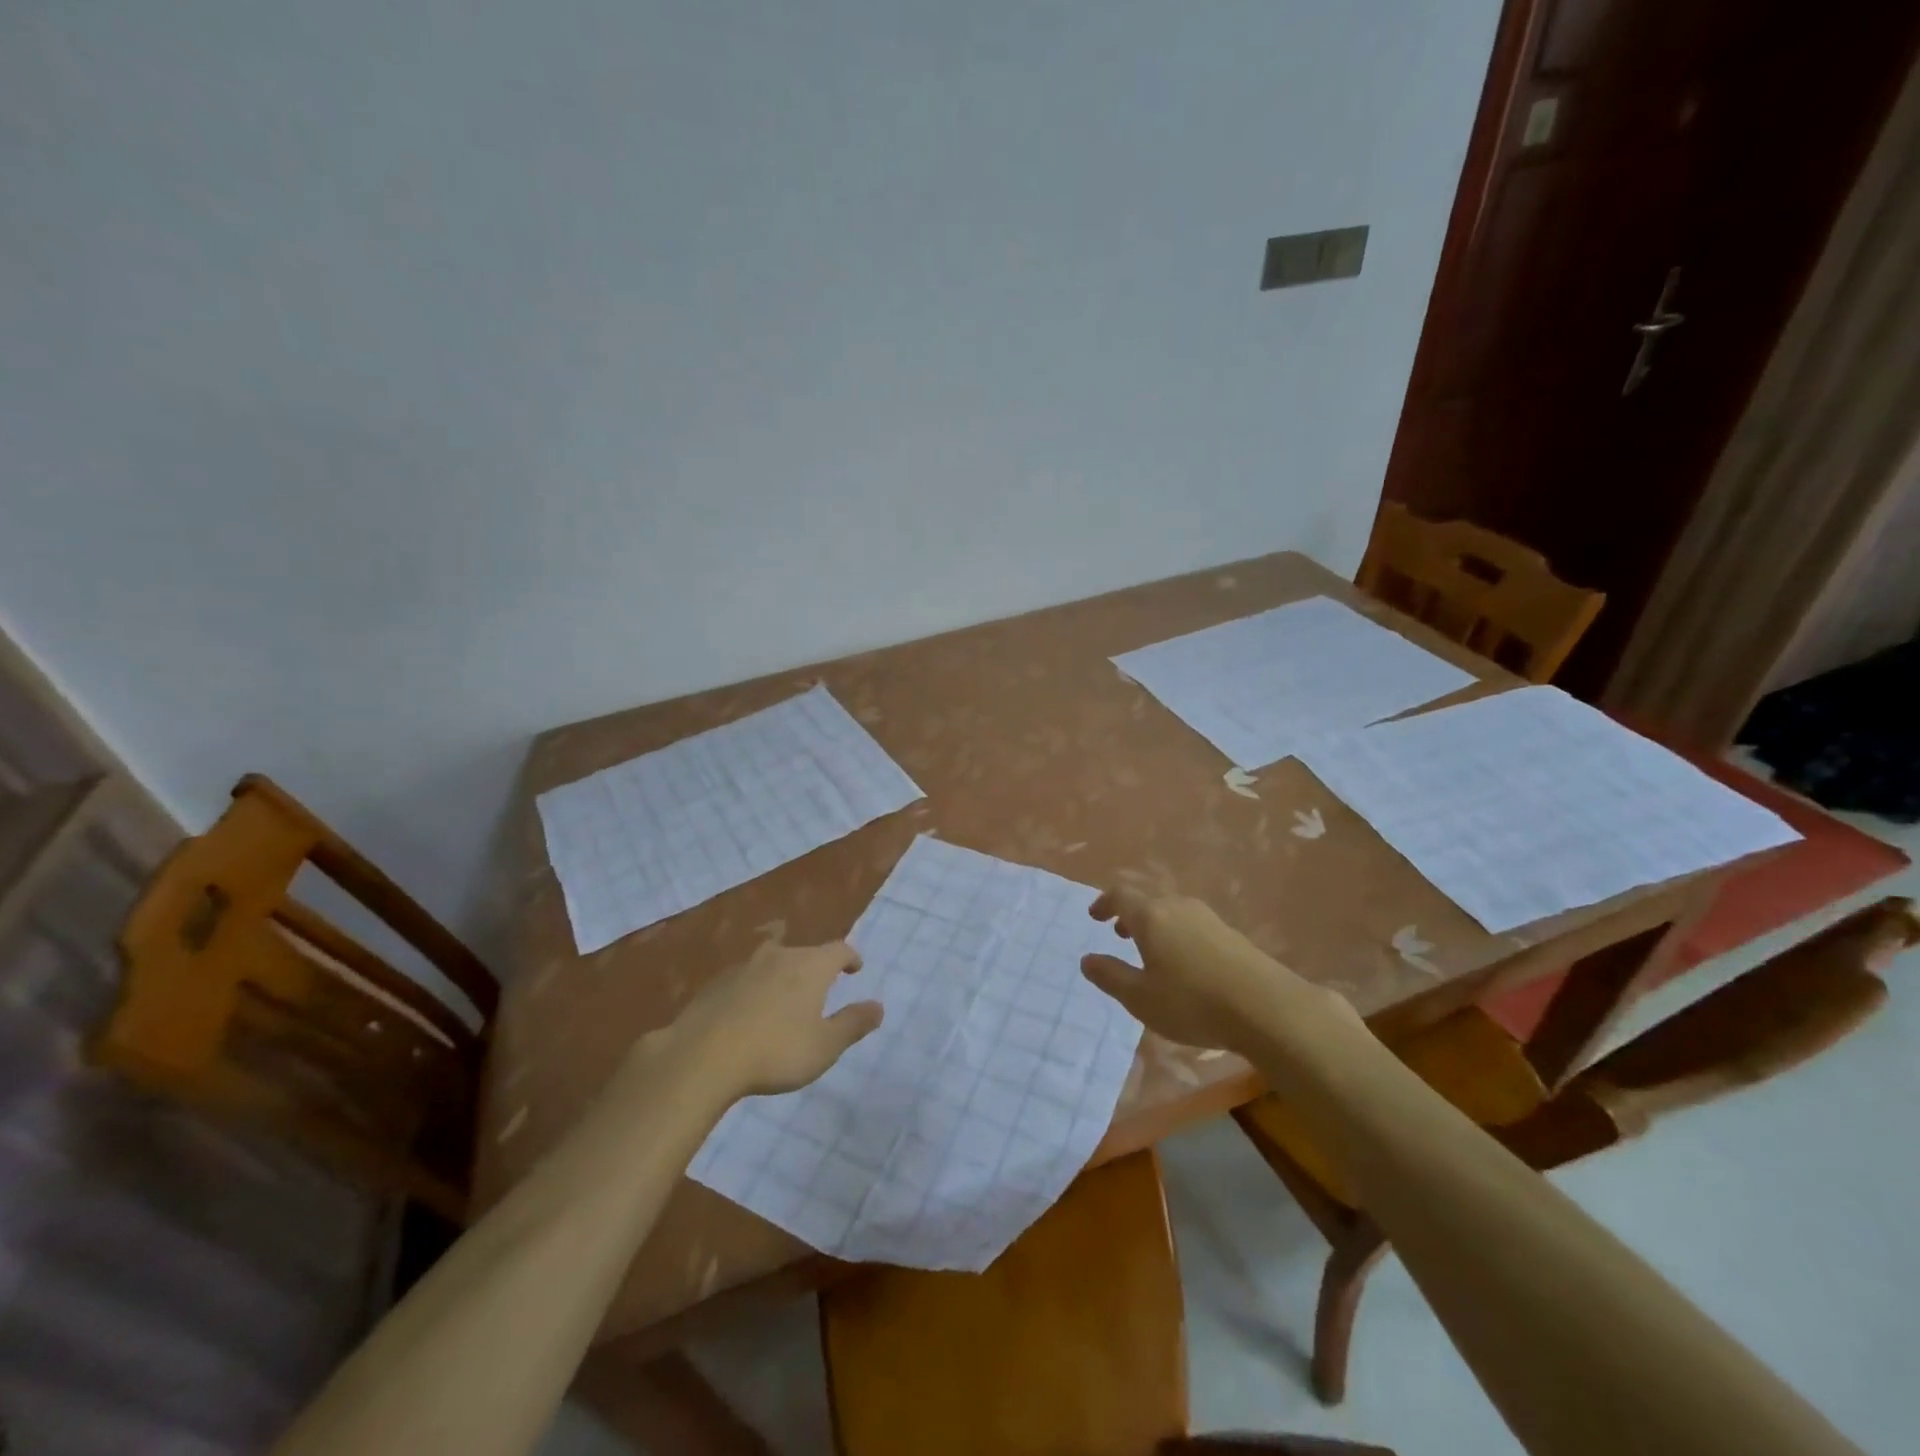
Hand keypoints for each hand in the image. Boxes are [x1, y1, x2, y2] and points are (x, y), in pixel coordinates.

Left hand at [663, 940, 882, 1102]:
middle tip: (820, 987)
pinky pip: (745, 979)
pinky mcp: (716, 984)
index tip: (855, 967)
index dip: (850, 957)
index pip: (839, 949)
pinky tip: (749, 1012)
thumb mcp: (824, 1045)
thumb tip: (879, 1006)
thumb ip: (853, 1024)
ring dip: (783, 976)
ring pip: (772, 962)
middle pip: (804, 953)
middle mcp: (780, 956)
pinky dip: (755, 989)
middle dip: (816, 967)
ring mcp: (744, 966)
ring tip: (785, 998)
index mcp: (811, 966)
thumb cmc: (776, 1051)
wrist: (702, 1056)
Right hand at [1082, 886, 1308, 1055]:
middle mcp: (1178, 907)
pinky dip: (1177, 934)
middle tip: (1119, 933)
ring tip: (1151, 950)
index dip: (1104, 903)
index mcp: (1151, 917)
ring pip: (1172, 911)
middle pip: (1148, 900)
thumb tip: (1087, 959)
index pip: (1121, 895)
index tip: (1095, 917)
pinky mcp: (1232, 934)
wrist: (1267, 1008)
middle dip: (1129, 914)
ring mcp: (1209, 918)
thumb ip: (1111, 976)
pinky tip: (1185, 963)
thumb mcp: (1140, 998)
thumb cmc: (1192, 1003)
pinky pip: (1193, 924)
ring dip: (1155, 924)